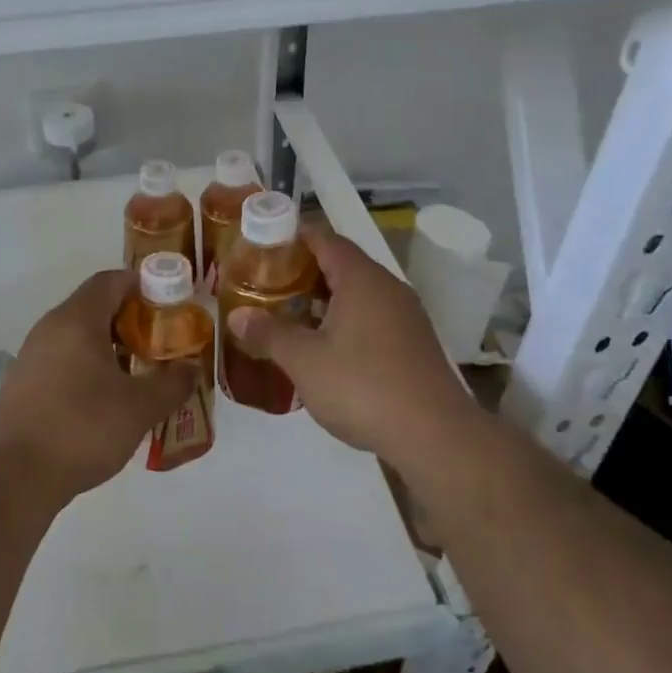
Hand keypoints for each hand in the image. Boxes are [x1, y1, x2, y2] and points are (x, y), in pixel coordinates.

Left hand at [0, 269, 195, 500]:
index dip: (144, 286)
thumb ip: (172, 383)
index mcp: (77, 319)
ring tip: (140, 375)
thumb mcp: (140, 407)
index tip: (170, 307)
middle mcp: (50, 328)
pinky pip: (64, 361)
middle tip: (161, 345)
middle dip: (132, 321)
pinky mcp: (24, 385)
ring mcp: (32, 356)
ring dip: (111, 349)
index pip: (111, 280)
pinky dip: (89, 369)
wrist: (13, 477)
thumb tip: (191, 368)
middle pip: (96, 307)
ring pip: (79, 337)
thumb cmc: (82, 428)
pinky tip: (107, 402)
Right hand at [226, 227, 477, 472]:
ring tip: (287, 314)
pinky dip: (344, 320)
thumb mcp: (304, 361)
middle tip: (266, 283)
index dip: (292, 236)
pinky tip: (324, 347)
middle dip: (303, 270)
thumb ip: (269, 333)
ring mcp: (405, 316)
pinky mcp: (413, 344)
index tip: (261, 245)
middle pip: (341, 263)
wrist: (434, 436)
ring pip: (357, 293)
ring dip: (323, 299)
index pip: (324, 238)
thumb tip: (237, 316)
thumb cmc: (362, 387)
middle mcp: (387, 287)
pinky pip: (371, 317)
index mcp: (361, 279)